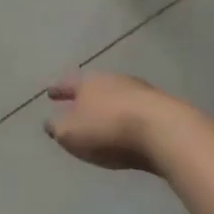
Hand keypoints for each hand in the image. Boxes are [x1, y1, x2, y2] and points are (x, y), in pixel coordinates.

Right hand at [45, 71, 166, 171]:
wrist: (164, 130)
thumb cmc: (109, 129)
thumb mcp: (72, 133)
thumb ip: (57, 127)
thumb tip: (49, 123)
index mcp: (87, 83)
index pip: (67, 84)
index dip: (58, 90)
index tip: (50, 93)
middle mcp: (111, 80)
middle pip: (94, 86)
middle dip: (85, 96)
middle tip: (77, 104)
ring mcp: (139, 91)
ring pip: (117, 96)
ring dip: (110, 105)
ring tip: (105, 117)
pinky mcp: (161, 107)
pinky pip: (138, 111)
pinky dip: (130, 117)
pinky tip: (131, 128)